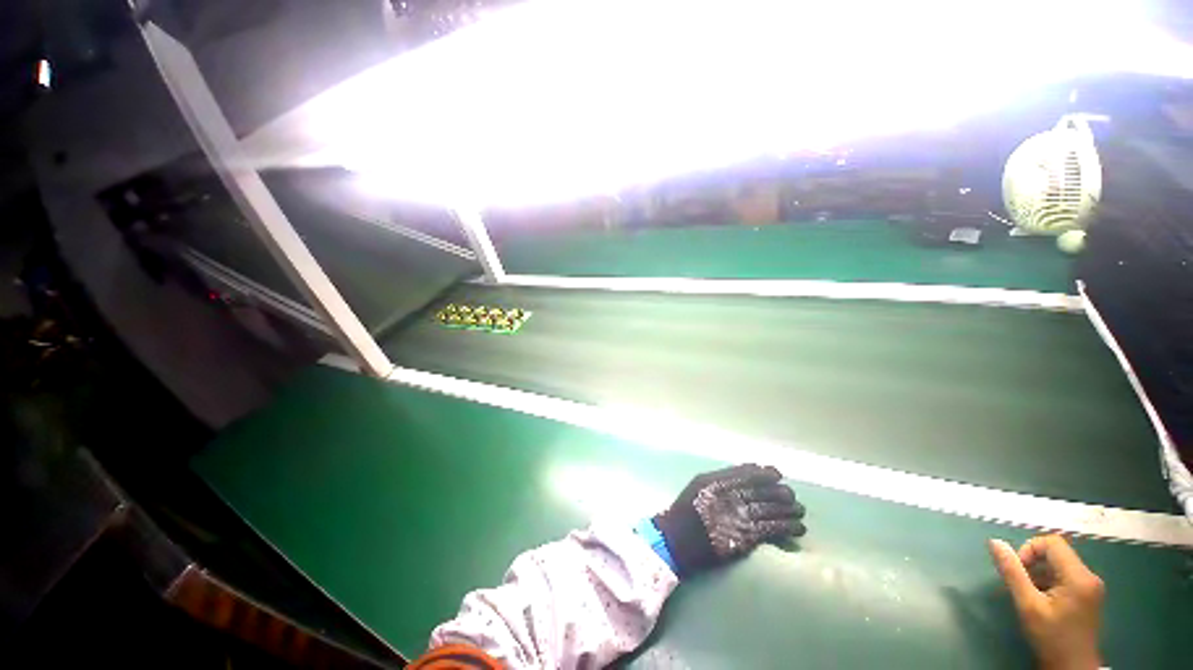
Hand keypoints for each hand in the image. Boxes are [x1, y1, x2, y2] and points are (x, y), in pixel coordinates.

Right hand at [654, 464, 804, 577]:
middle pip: (765, 492)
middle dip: (782, 493)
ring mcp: (740, 518)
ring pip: (773, 511)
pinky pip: (772, 531)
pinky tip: (798, 528)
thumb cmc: (687, 508)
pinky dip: (788, 528)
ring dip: (790, 510)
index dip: (767, 474)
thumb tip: (749, 469)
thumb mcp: (700, 483)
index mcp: (720, 481)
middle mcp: (732, 497)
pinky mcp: (746, 539)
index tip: (778, 474)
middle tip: (792, 495)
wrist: (677, 540)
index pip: (750, 474)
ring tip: (800, 511)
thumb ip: (723, 475)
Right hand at [988, 536, 1104, 669]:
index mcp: (1078, 576)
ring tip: (1031, 595)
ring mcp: (1092, 586)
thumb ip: (1012, 572)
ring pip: (1060, 564)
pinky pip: (1066, 575)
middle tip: (1022, 585)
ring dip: (1040, 573)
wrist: (1073, 668)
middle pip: (1057, 552)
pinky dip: (1049, 582)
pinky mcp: (1089, 594)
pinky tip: (1043, 601)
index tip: (1018, 571)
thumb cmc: (1050, 637)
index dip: (1029, 549)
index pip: (1051, 543)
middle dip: (1034, 564)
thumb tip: (995, 543)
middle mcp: (1090, 575)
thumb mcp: (1028, 606)